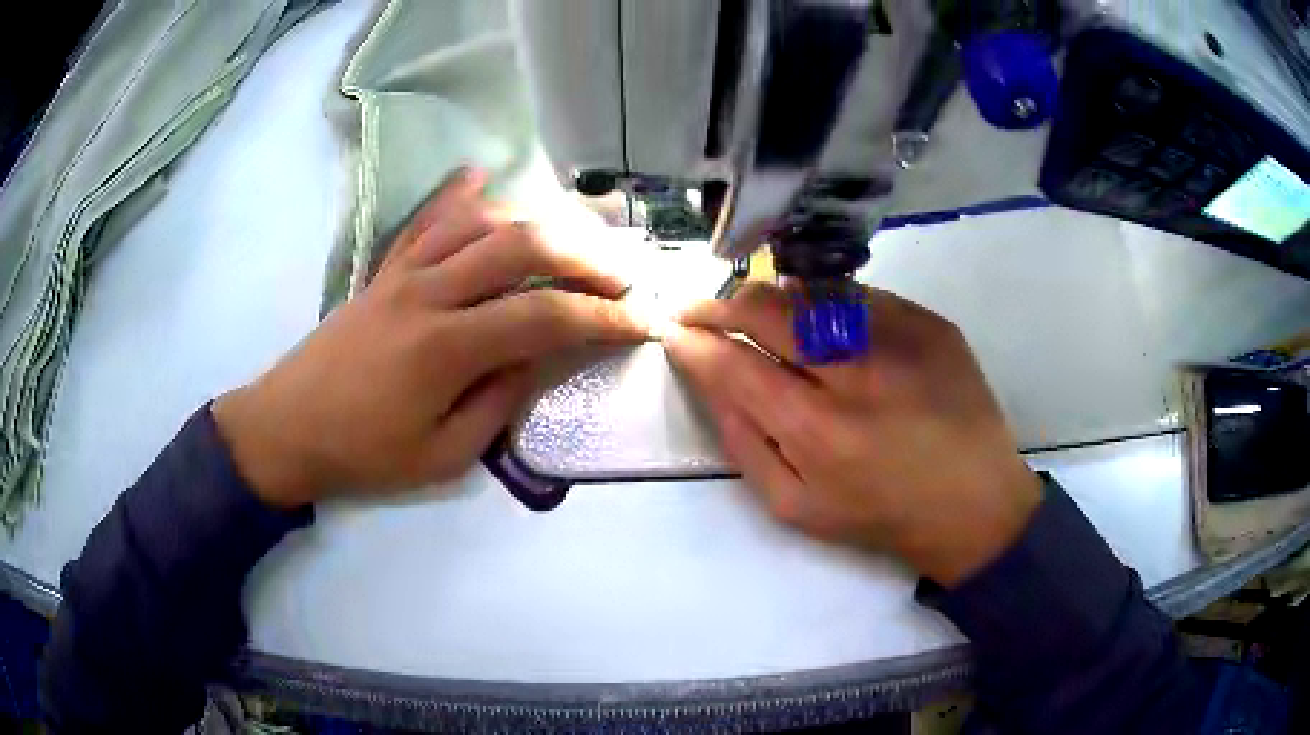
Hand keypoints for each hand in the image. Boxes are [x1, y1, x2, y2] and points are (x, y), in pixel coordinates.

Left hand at [212, 168, 646, 508]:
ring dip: (534, 220)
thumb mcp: (442, 456)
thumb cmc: (363, 454)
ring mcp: (403, 273)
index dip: (603, 317)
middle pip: (520, 246)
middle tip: (621, 270)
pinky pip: (425, 219)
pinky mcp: (384, 269)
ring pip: (479, 221)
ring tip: (571, 238)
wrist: (286, 428)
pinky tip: (482, 177)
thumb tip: (540, 358)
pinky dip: (458, 195)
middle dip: (583, 254)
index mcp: (445, 348)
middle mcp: (429, 293)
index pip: (544, 317)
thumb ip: (498, 403)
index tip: (643, 320)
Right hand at [663, 283, 1040, 584]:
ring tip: (758, 315)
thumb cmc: (881, 515)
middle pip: (769, 311)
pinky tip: (824, 326)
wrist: (976, 504)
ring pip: (812, 292)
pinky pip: (861, 297)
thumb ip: (744, 445)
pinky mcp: (932, 324)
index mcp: (819, 433)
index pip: (735, 366)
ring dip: (773, 300)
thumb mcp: (797, 508)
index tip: (676, 333)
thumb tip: (712, 383)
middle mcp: (859, 375)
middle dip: (721, 305)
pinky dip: (828, 305)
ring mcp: (901, 339)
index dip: (695, 343)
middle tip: (702, 310)